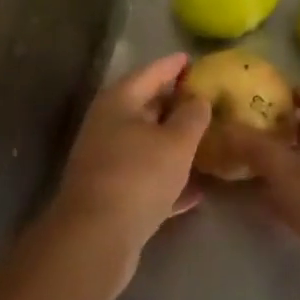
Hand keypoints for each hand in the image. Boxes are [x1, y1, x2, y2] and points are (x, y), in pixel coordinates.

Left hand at [49, 53, 211, 288]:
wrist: (94, 239)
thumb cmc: (138, 176)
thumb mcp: (177, 141)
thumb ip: (193, 116)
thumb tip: (198, 99)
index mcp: (119, 101)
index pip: (151, 72)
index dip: (174, 65)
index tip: (193, 60)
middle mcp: (108, 125)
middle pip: (146, 106)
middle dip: (175, 104)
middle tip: (205, 101)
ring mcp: (106, 161)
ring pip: (146, 144)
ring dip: (172, 143)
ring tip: (205, 141)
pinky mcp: (110, 195)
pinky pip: (145, 178)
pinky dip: (167, 179)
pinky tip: (195, 191)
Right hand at [232, 87, 299, 290]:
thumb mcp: (294, 178)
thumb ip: (259, 150)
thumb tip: (226, 127)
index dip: (294, 95)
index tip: (259, 97)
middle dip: (287, 131)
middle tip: (249, 130)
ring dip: (289, 163)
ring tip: (250, 163)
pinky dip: (299, 190)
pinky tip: (265, 199)